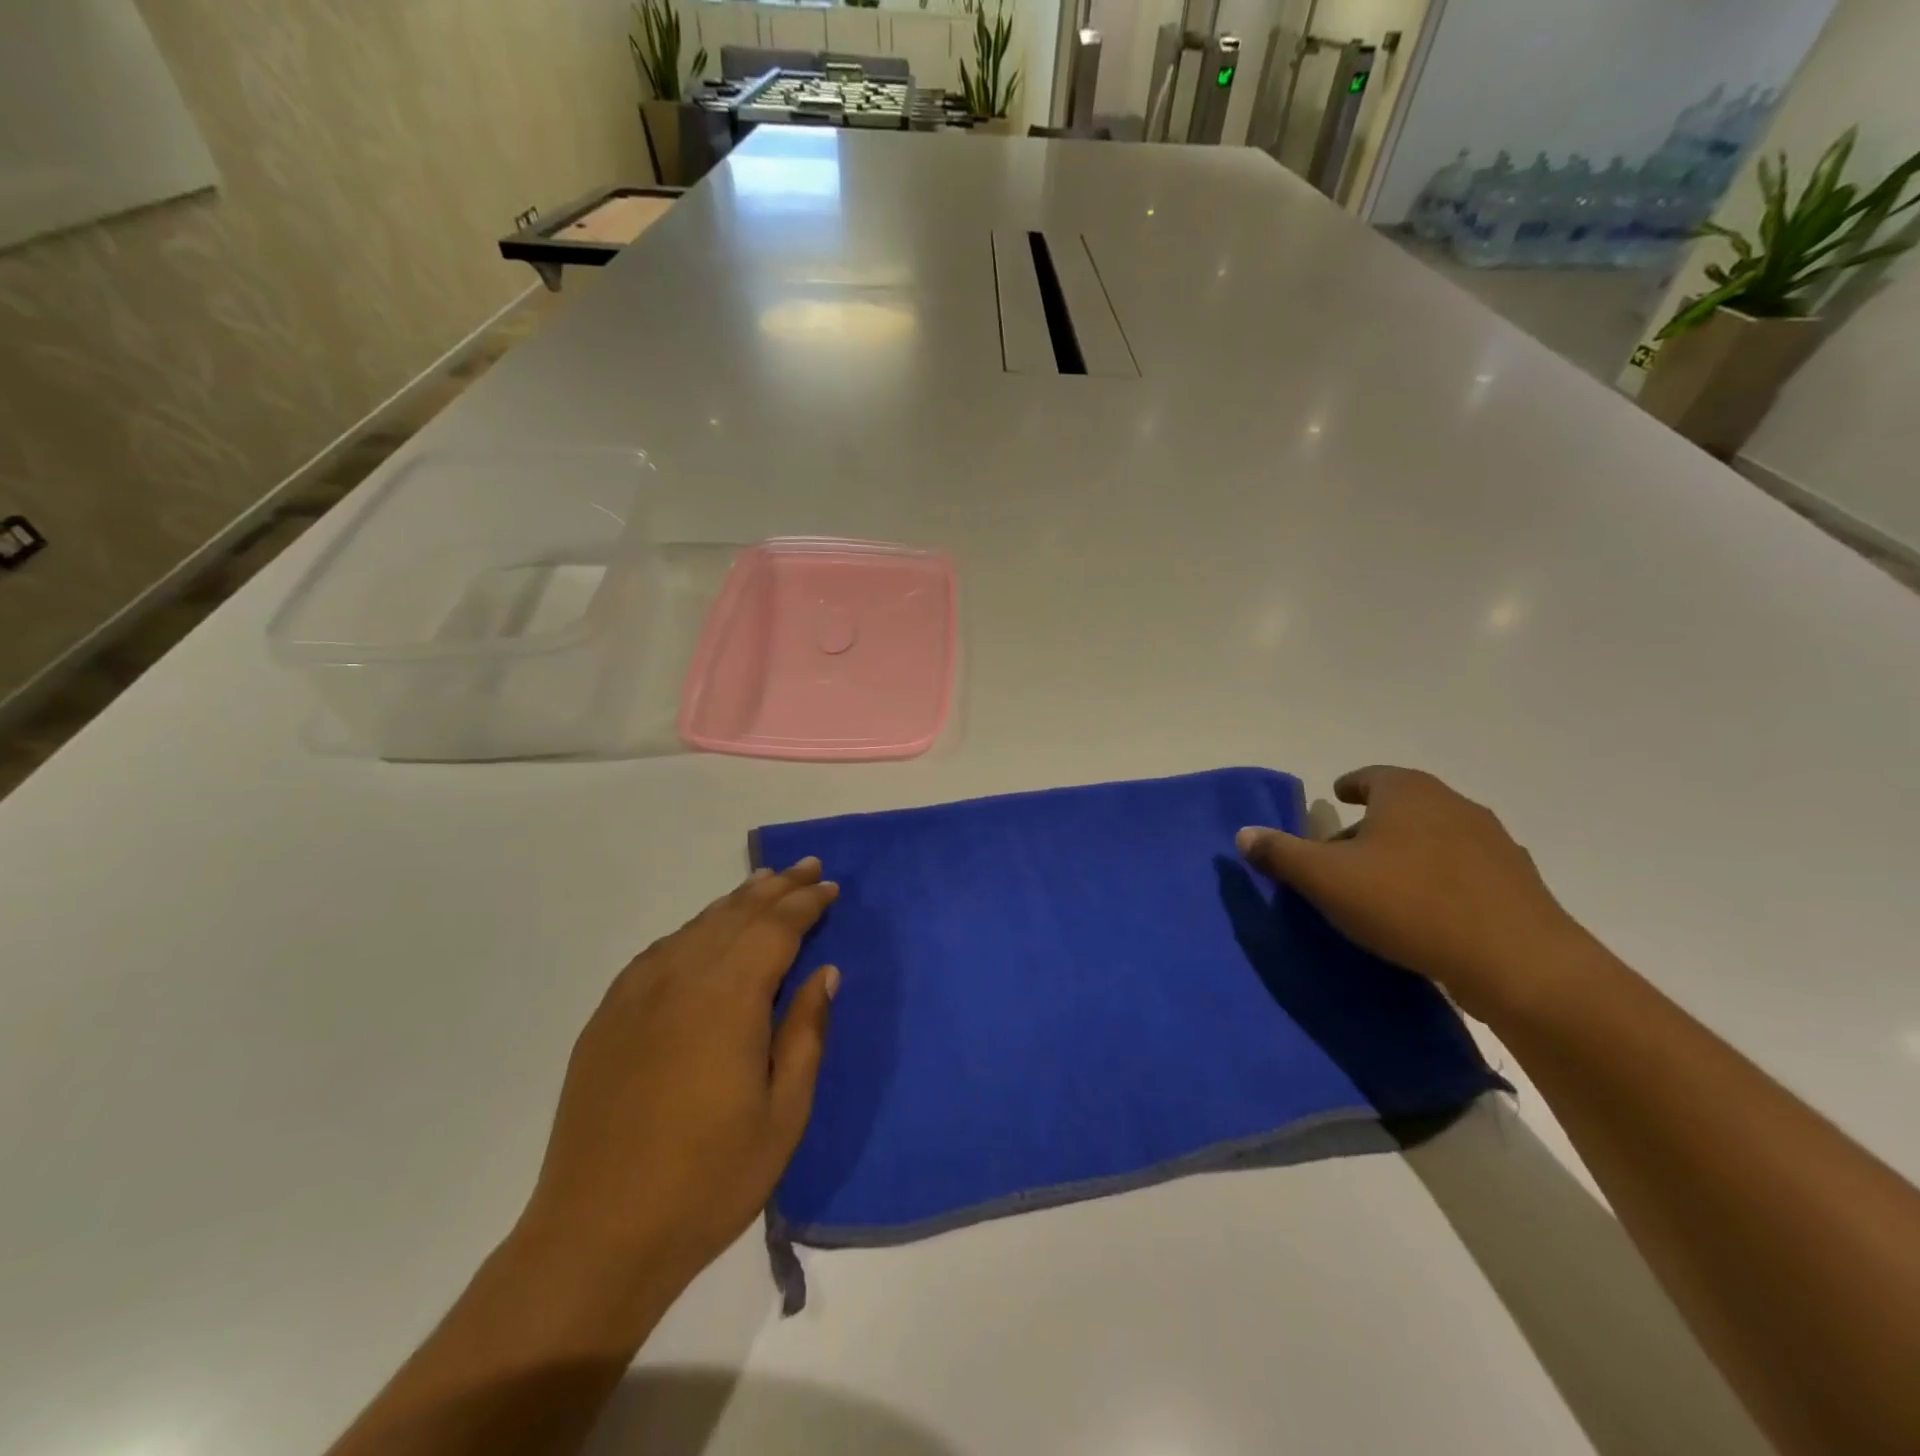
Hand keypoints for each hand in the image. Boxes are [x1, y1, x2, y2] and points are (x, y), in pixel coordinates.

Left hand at [519, 859, 839, 1294]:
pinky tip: (702, 932)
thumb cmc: (709, 1180)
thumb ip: (806, 1033)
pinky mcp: (608, 1017)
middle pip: (736, 915)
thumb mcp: (783, 1113)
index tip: (831, 887)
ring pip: (696, 927)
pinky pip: (659, 952)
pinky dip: (692, 930)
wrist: (597, 1235)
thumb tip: (825, 973)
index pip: (776, 929)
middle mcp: (680, 979)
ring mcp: (636, 995)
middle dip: (777, 888)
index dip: (806, 904)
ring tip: (764, 883)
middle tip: (807, 866)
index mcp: (728, 999)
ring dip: (735, 902)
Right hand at [1236, 766, 1589, 1020]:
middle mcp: (1453, 804)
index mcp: (1408, 792)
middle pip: (1402, 806)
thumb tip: (1244, 834)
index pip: (1371, 776)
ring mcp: (1493, 842)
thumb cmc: (1408, 903)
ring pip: (1434, 837)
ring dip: (1406, 852)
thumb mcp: (1326, 879)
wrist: (1519, 962)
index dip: (1349, 786)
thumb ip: (1281, 853)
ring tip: (1382, 885)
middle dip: (1371, 825)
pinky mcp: (1517, 882)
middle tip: (1343, 855)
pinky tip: (1425, 912)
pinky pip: (1462, 870)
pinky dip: (1438, 879)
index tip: (1335, 800)